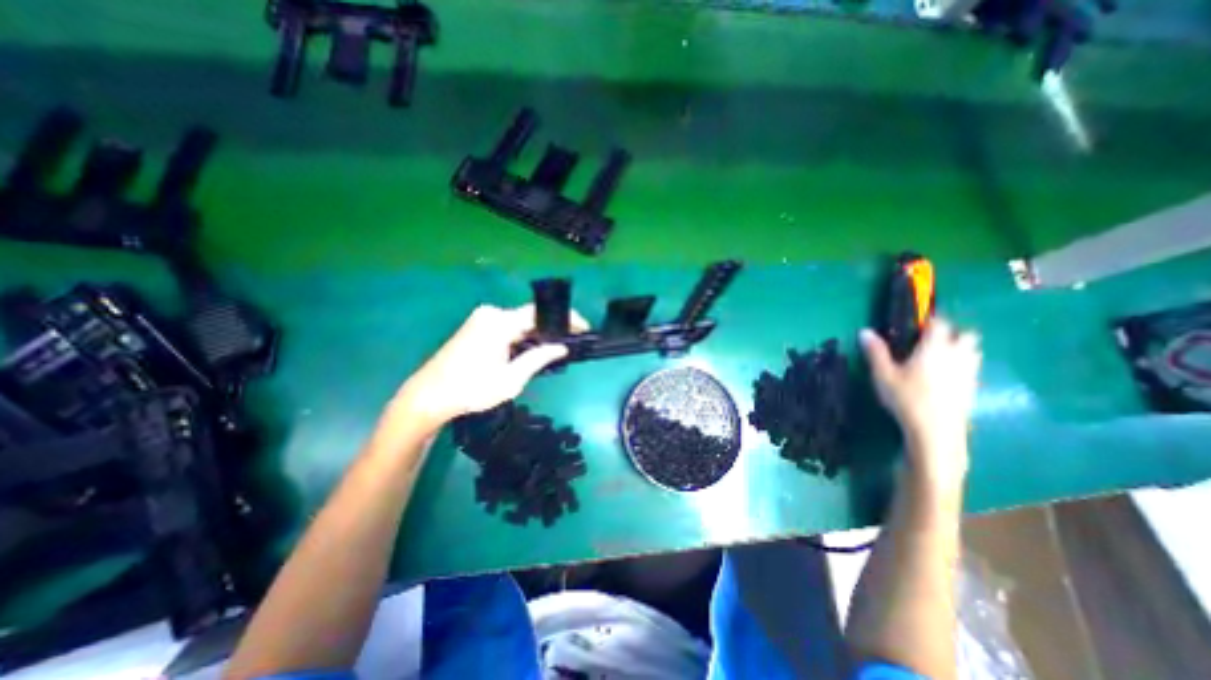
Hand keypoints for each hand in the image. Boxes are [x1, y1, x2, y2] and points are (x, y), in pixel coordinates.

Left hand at [388, 306, 585, 433]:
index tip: (583, 328)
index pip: (540, 313)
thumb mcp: (511, 379)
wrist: (429, 396)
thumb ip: (538, 359)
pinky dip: (521, 337)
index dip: (565, 319)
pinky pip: (507, 327)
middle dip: (551, 329)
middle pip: (529, 317)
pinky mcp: (476, 326)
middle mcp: (491, 313)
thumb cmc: (471, 390)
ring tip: (554, 350)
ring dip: (535, 335)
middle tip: (570, 343)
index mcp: (499, 323)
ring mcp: (481, 318)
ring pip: (519, 323)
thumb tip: (561, 347)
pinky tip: (530, 351)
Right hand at [859, 317, 981, 486]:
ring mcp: (969, 373)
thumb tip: (865, 331)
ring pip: (972, 351)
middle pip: (965, 334)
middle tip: (930, 340)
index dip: (930, 319)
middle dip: (952, 333)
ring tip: (938, 357)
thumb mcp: (883, 374)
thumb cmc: (906, 398)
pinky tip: (944, 378)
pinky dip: (962, 366)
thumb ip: (876, 352)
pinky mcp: (973, 389)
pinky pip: (971, 369)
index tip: (918, 322)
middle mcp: (957, 355)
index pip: (940, 323)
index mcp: (935, 348)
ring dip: (960, 348)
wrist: (936, 432)